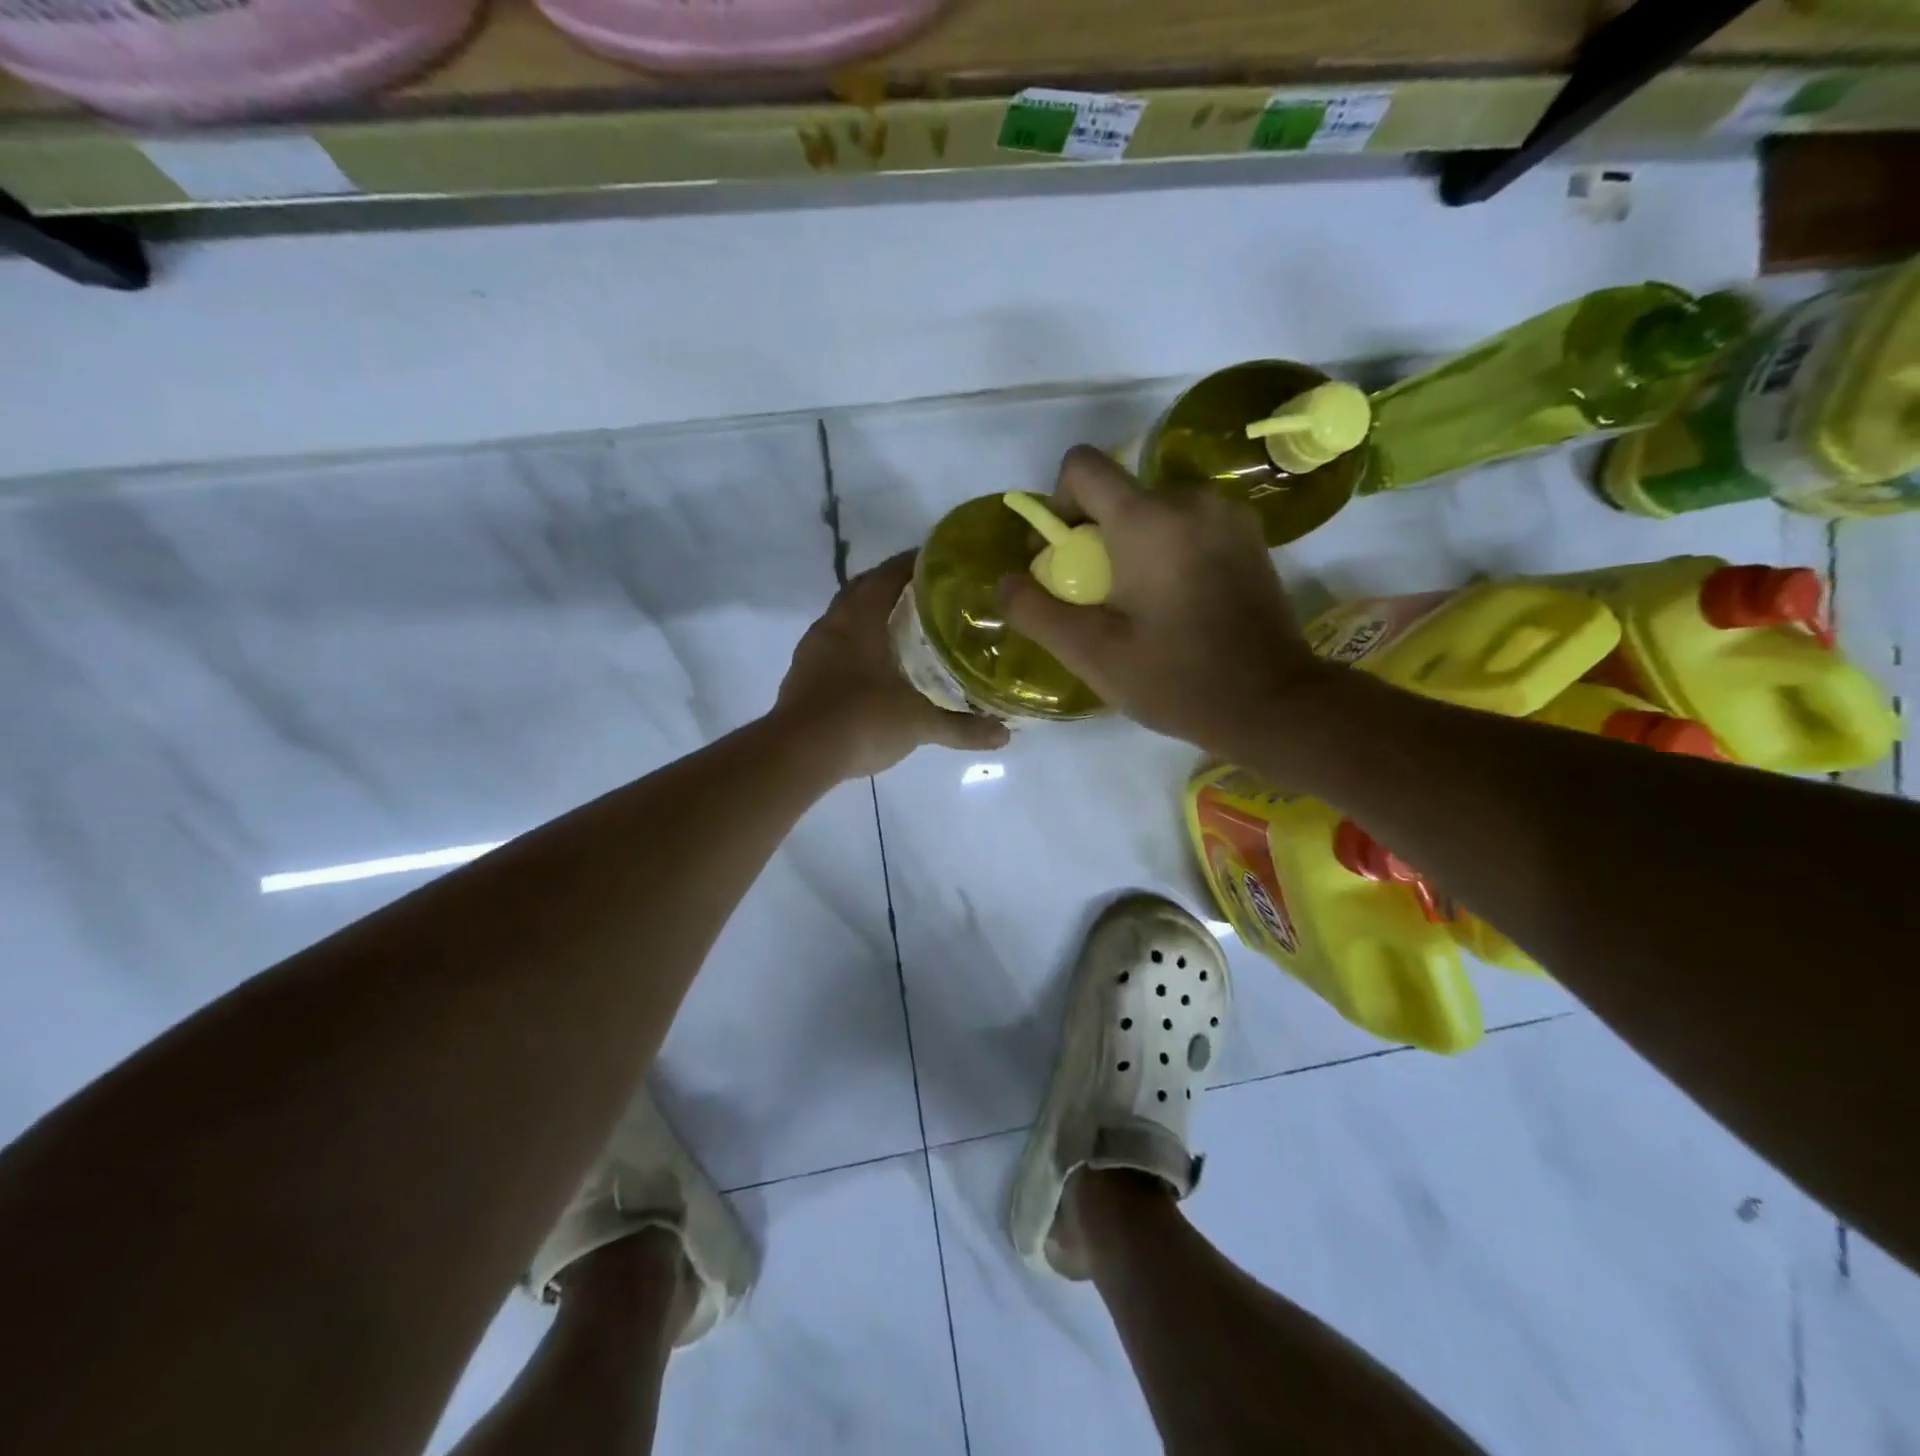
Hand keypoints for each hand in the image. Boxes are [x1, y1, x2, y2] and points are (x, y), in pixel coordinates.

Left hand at [776, 552, 1009, 777]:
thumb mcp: (918, 723)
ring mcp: (813, 649)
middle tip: (928, 595)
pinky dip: (856, 643)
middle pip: (863, 589)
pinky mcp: (803, 674)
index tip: (941, 563)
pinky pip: (834, 644)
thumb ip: (961, 727)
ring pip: (845, 617)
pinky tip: (875, 665)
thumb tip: (1004, 736)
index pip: (888, 574)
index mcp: (860, 618)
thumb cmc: (862, 719)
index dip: (914, 563)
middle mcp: (833, 624)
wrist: (798, 753)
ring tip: (904, 627)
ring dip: (871, 615)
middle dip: (892, 586)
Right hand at [998, 447, 1330, 754]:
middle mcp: (1189, 499)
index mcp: (1147, 519)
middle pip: (1117, 492)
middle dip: (1092, 534)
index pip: (1082, 466)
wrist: (1272, 703)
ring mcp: (1226, 514)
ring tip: (1135, 602)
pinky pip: (1186, 524)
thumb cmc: (1176, 679)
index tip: (1061, 557)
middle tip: (1094, 595)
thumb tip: (1005, 581)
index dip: (1057, 504)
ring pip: (1152, 509)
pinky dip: (1166, 549)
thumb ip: (1036, 611)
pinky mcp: (1249, 535)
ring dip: (1129, 543)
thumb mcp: (1091, 654)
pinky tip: (1173, 601)